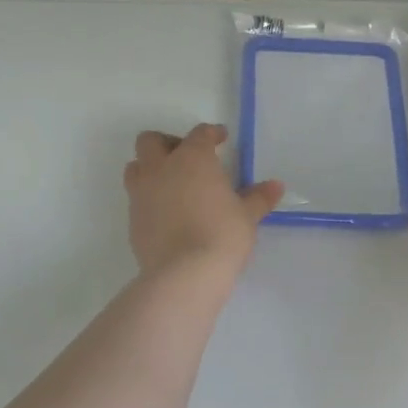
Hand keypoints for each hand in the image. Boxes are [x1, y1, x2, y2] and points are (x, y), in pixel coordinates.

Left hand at [124, 124, 282, 278]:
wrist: (185, 273)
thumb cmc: (222, 234)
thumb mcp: (247, 215)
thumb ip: (259, 197)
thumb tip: (276, 186)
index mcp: (192, 158)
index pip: (199, 134)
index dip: (211, 133)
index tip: (220, 139)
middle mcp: (161, 169)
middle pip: (151, 141)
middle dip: (167, 144)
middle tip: (186, 158)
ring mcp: (141, 194)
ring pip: (135, 167)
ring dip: (150, 169)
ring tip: (171, 184)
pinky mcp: (132, 220)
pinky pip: (136, 199)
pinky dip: (149, 199)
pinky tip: (167, 215)